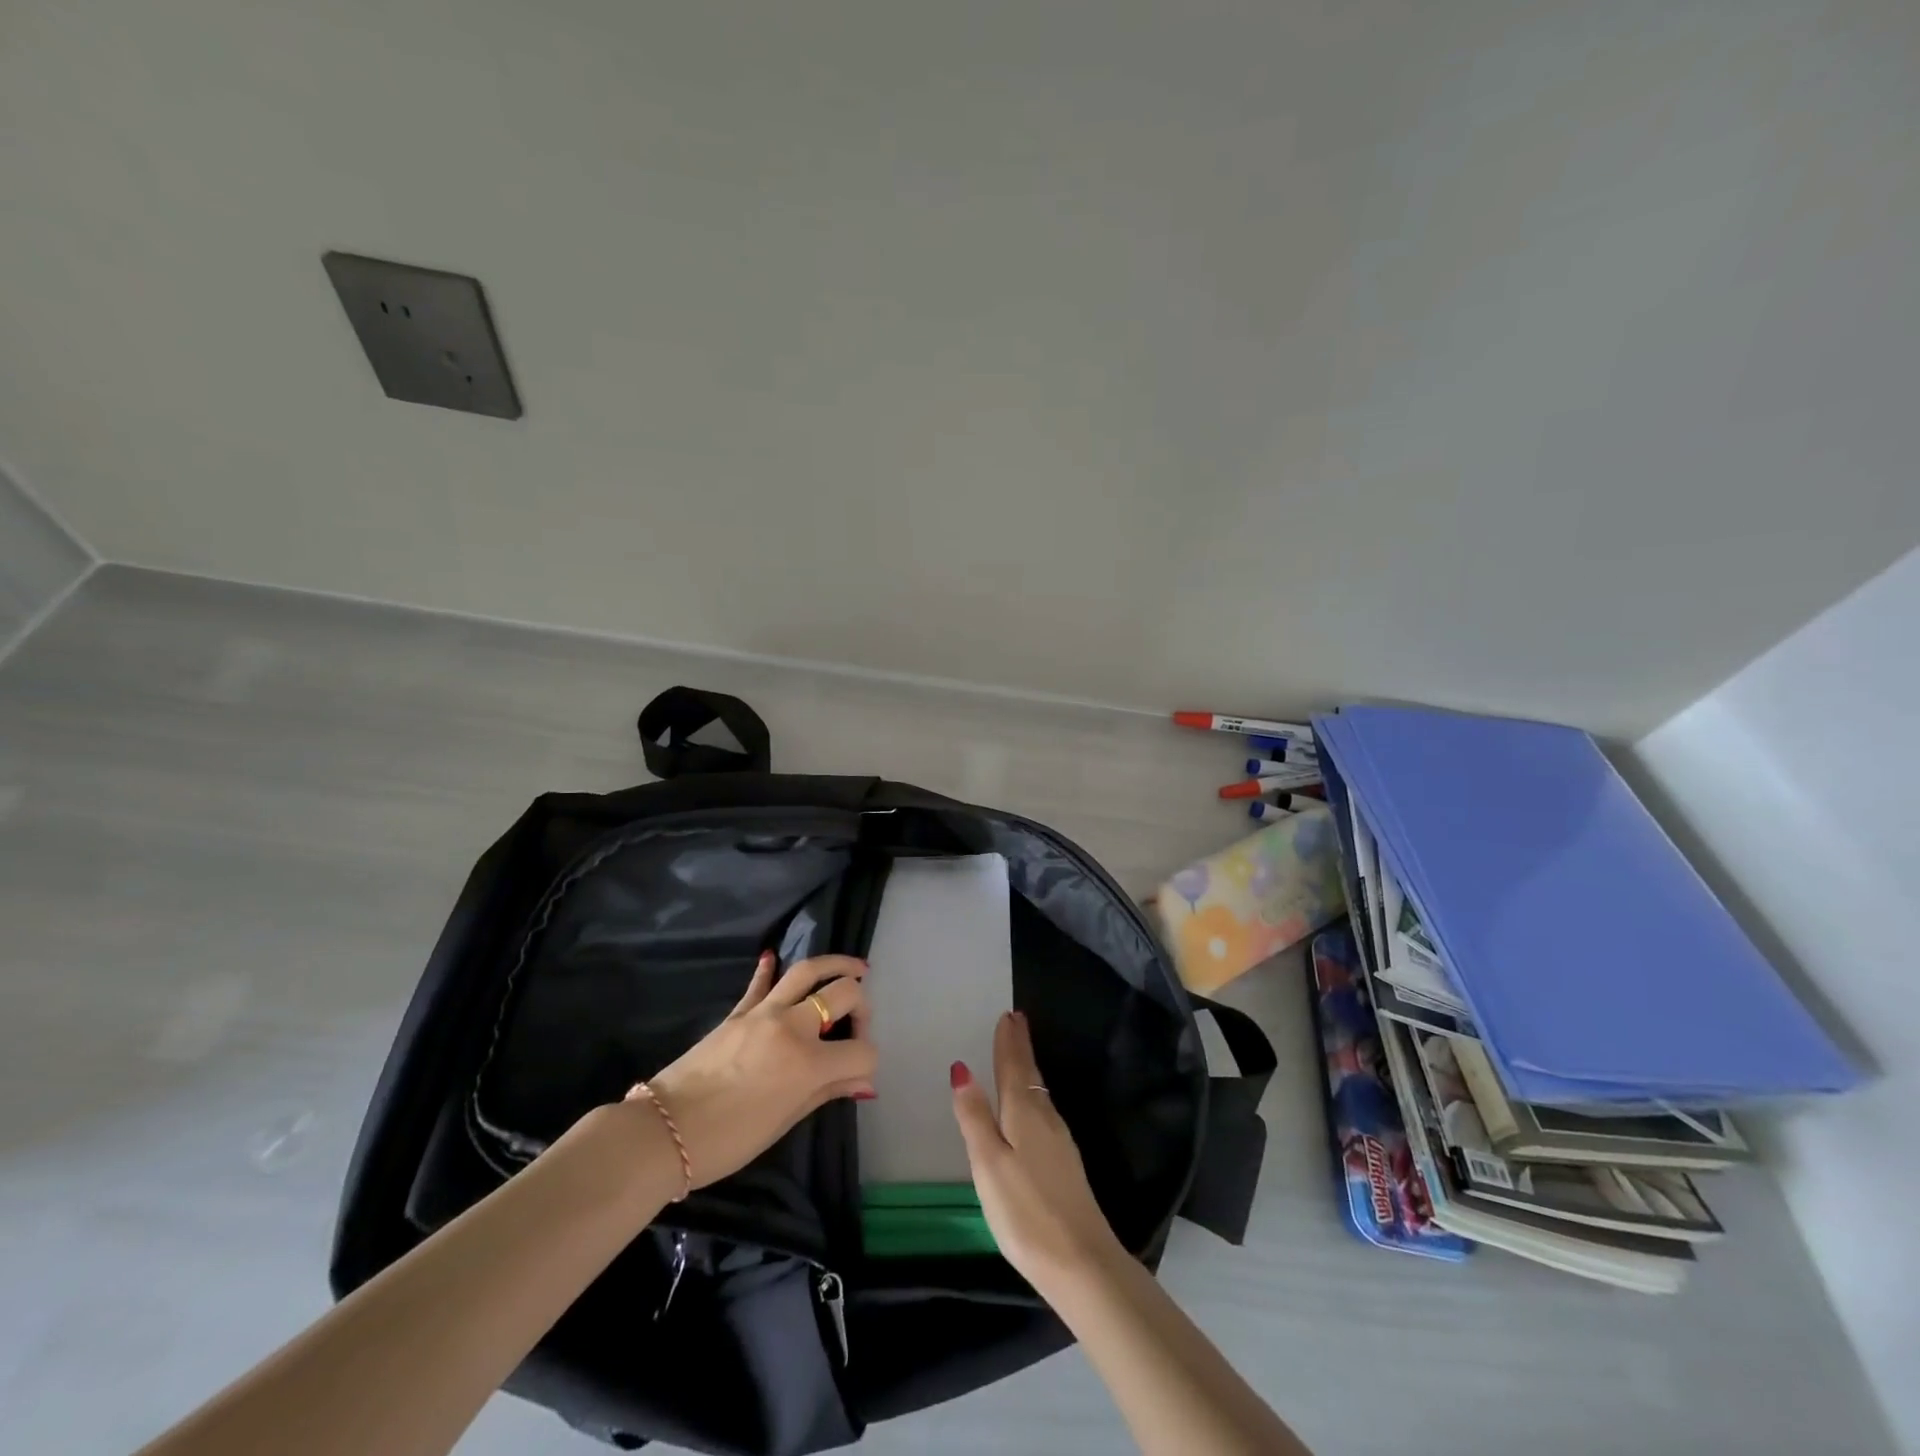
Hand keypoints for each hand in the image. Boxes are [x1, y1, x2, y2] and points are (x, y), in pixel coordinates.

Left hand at [639, 953, 875, 1191]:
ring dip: (835, 964)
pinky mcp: (738, 1012)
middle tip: (858, 1023)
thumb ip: (827, 1091)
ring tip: (855, 968)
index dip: (867, 1063)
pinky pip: (759, 983)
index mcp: (809, 1062)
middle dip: (862, 1006)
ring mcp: (763, 1013)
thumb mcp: (785, 1121)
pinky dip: (769, 968)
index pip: (860, 1051)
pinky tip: (774, 957)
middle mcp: (792, 1026)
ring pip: (807, 971)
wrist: (663, 1133)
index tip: (859, 1075)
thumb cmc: (729, 1140)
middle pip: (843, 994)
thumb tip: (863, 1083)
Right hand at [951, 1010, 1126, 1290]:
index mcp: (1025, 1113)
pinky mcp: (1066, 1165)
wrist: (1082, 1264)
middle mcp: (1046, 1119)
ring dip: (1028, 1069)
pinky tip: (1033, 1106)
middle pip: (1030, 1074)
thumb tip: (962, 1068)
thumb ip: (974, 1117)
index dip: (1009, 1041)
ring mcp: (1060, 1143)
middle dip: (1021, 1047)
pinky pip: (1045, 1112)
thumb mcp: (988, 1164)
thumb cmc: (1026, 1212)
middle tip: (1016, 1021)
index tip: (1009, 1014)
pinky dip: (1034, 1094)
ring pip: (1039, 1093)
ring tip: (1020, 1053)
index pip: (1014, 1066)